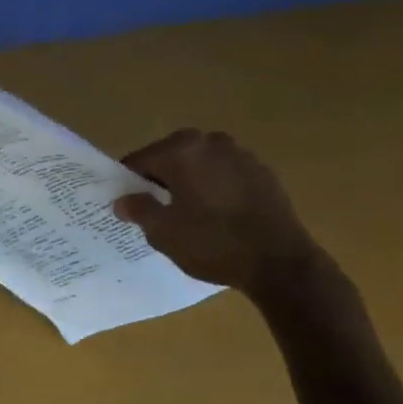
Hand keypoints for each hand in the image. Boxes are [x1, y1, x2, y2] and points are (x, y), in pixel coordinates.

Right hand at [111, 129, 322, 294]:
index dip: (127, 183)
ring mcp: (240, 154)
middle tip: (154, 212)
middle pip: (170, 157)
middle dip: (159, 181)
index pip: (140, 160)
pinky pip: (224, 175)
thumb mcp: (164, 233)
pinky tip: (216, 216)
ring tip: (187, 216)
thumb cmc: (213, 244)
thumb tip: (123, 200)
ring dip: (188, 183)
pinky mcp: (262, 172)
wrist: (279, 262)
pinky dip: (214, 188)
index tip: (125, 205)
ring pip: (199, 165)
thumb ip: (139, 210)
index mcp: (181, 150)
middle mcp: (211, 141)